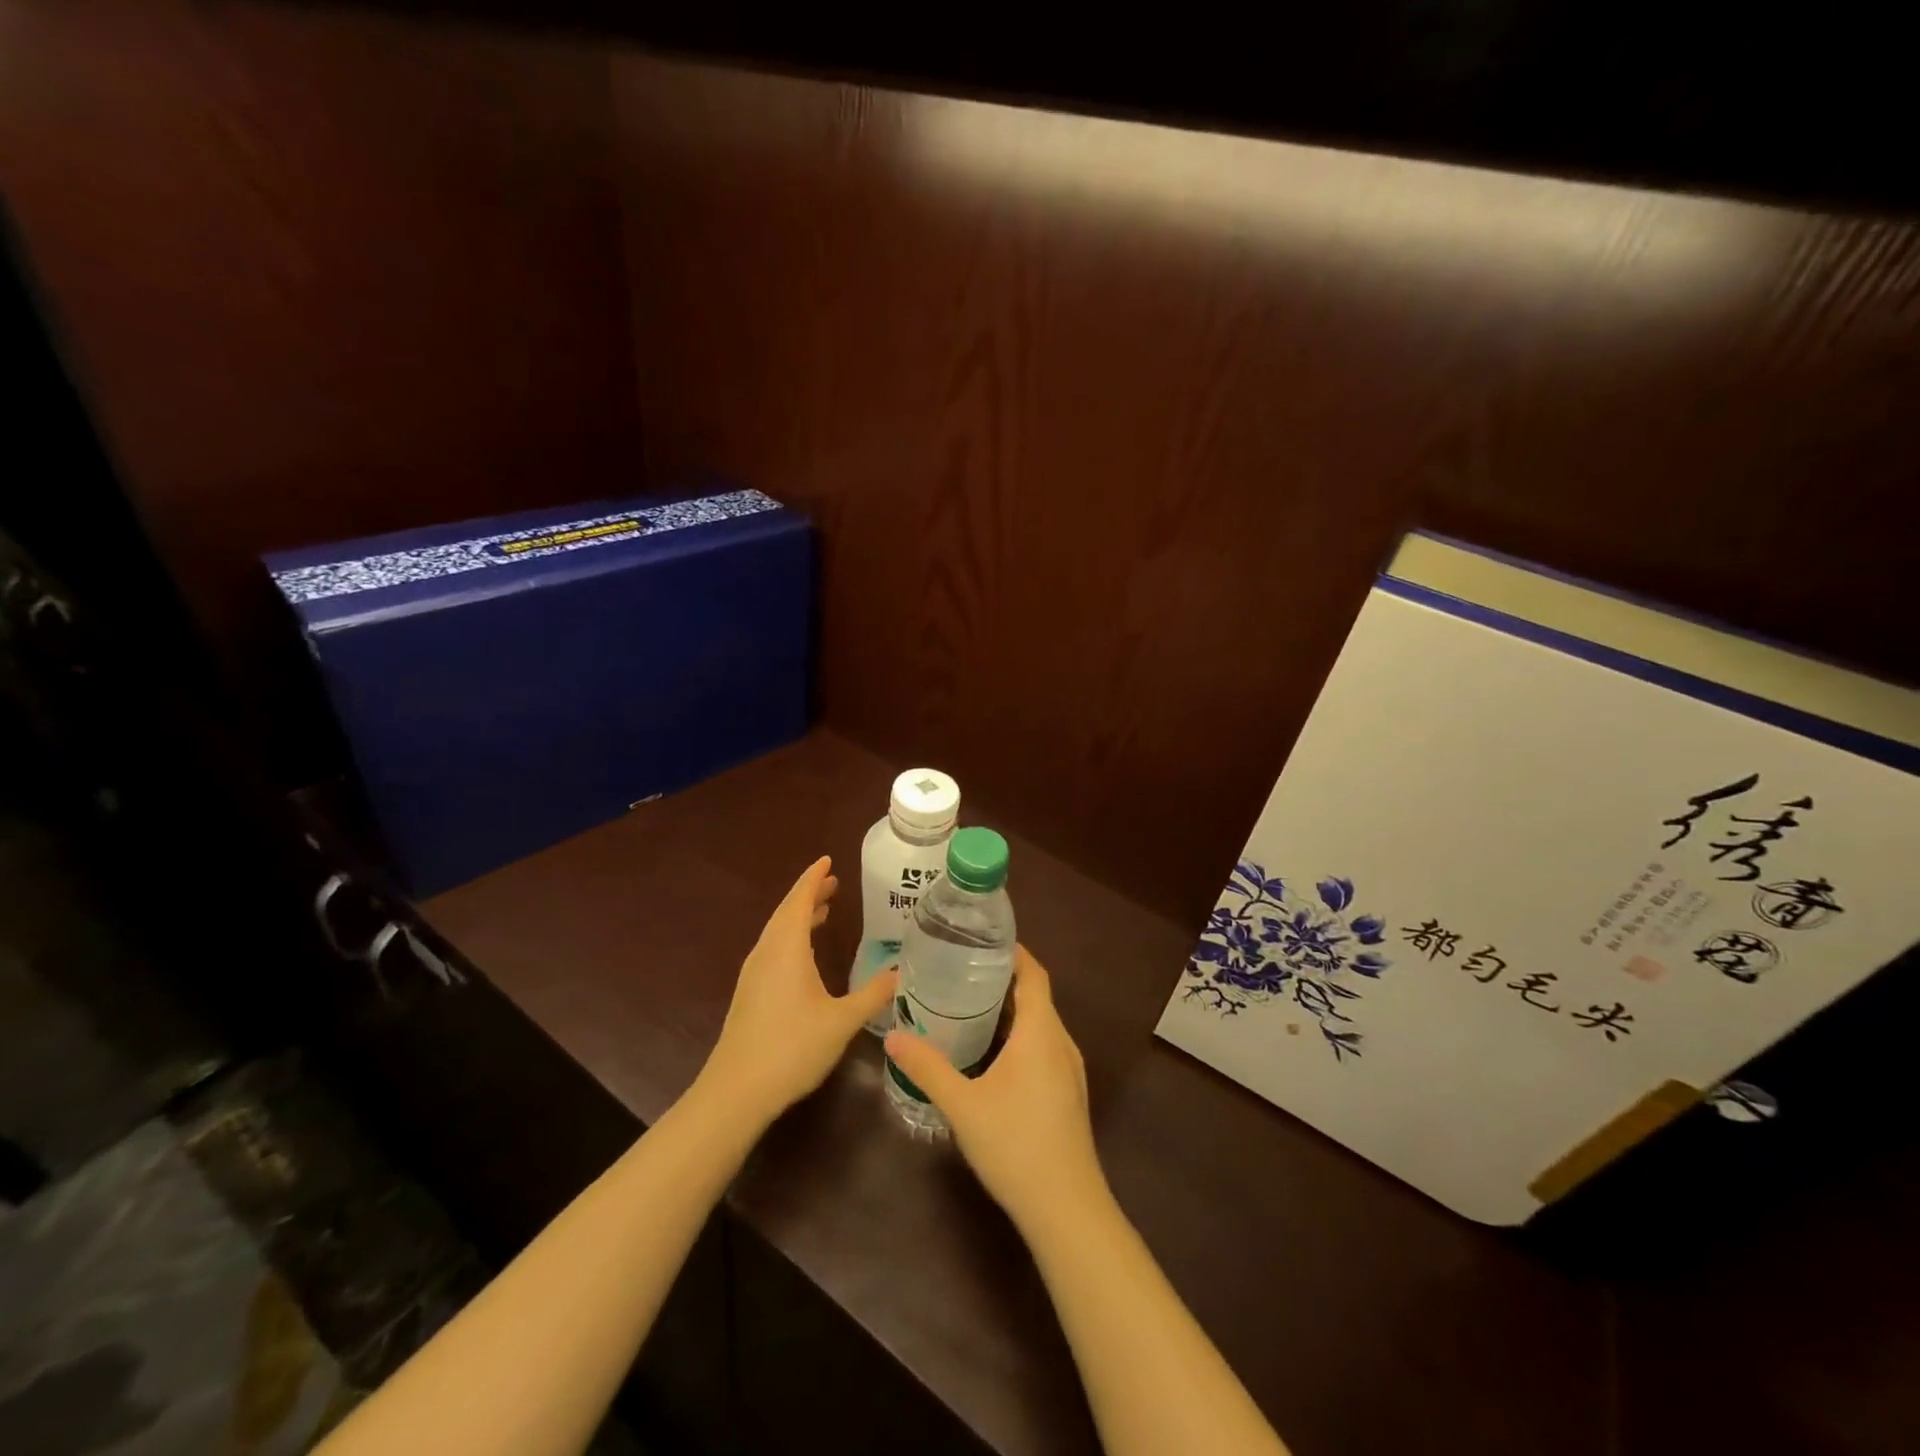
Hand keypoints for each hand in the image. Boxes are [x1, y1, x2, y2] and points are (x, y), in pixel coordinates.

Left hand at [703, 856, 895, 1126]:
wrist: (736, 1091)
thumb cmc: (791, 1048)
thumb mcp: (841, 1021)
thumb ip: (872, 995)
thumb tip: (899, 973)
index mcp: (786, 949)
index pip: (800, 900)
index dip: (814, 878)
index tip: (827, 860)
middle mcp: (767, 953)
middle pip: (787, 912)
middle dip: (809, 894)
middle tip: (834, 882)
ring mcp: (754, 974)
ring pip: (777, 932)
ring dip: (799, 916)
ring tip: (824, 911)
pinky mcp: (749, 994)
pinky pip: (773, 949)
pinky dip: (791, 937)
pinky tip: (804, 955)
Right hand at [884, 946, 1109, 1237]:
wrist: (1066, 1207)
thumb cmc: (1015, 1144)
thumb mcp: (963, 1104)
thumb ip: (928, 1067)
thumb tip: (892, 1037)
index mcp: (1041, 1032)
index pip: (1034, 974)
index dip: (1014, 952)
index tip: (984, 939)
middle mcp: (1061, 1042)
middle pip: (1037, 996)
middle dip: (1004, 979)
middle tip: (962, 970)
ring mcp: (1070, 1070)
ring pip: (1042, 1024)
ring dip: (1013, 1010)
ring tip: (971, 1005)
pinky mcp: (1069, 1093)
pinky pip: (1045, 1047)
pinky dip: (1021, 1036)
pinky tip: (993, 1053)